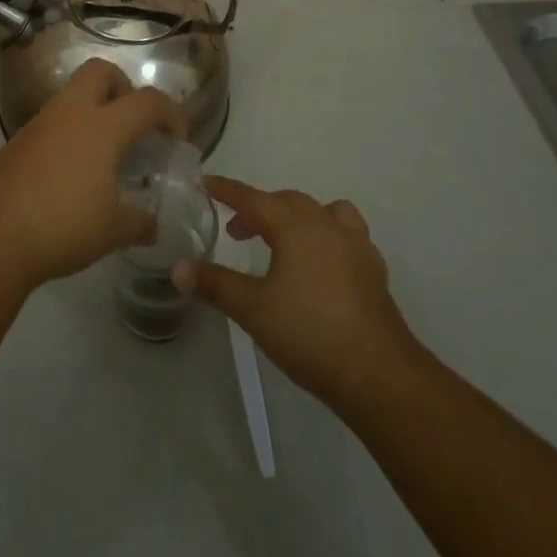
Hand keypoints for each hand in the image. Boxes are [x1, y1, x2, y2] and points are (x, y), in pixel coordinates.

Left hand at [0, 58, 183, 287]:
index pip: (147, 101)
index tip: (178, 140)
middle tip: (134, 124)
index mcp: (103, 126)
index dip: (171, 114)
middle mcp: (72, 112)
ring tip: (106, 154)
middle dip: (123, 87)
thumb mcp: (113, 231)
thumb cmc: (63, 224)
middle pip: (101, 72)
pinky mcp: (19, 141)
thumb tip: (152, 224)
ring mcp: (41, 123)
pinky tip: (74, 172)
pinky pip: (54, 122)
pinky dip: (71, 134)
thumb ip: (140, 223)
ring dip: (94, 111)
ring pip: (73, 95)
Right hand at [174, 177, 429, 416]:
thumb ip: (214, 284)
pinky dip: (327, 237)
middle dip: (259, 209)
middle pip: (287, 201)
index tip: (206, 182)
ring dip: (299, 217)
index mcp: (294, 226)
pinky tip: (322, 265)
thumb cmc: (310, 334)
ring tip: (285, 241)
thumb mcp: (252, 310)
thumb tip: (177, 268)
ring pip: (324, 211)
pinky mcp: (373, 270)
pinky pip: (347, 236)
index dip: (227, 190)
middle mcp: (325, 225)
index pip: (253, 198)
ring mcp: (355, 245)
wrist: (379, 374)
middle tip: (237, 231)